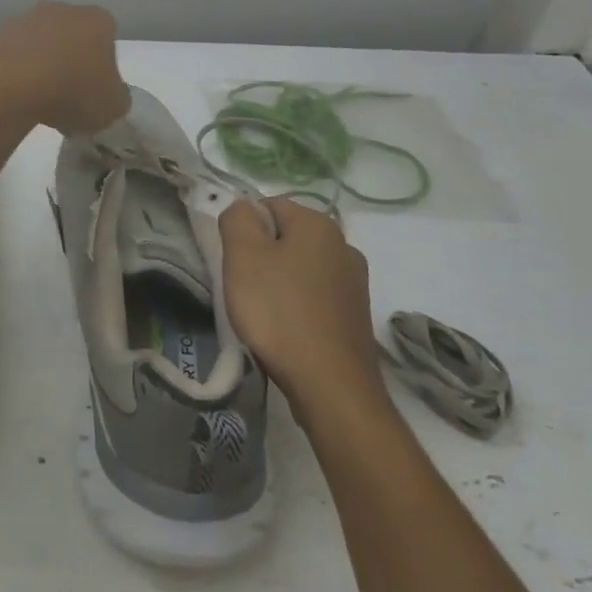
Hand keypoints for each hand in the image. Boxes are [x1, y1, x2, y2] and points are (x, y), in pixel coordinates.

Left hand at [0, 1, 129, 135]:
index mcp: (98, 20)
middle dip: (72, 64)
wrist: (9, 83)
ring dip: (44, 67)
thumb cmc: (73, 90)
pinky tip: (18, 97)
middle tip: (70, 98)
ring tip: (41, 102)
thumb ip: (117, 98)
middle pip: (74, 38)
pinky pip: (17, 57)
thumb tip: (110, 96)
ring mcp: (27, 19)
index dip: (104, 68)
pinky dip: (19, 74)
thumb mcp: (112, 107)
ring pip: (43, 45)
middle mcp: (63, 10)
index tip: (95, 93)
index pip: (108, 39)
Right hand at [222, 198, 389, 416]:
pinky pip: (317, 297)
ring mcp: (355, 282)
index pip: (268, 205)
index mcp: (318, 223)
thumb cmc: (279, 312)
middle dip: (262, 257)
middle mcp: (344, 245)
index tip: (235, 262)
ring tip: (265, 315)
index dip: (244, 231)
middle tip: (245, 288)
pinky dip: (298, 307)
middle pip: (287, 237)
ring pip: (301, 268)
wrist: (331, 386)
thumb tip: (243, 208)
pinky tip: (288, 332)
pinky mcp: (357, 315)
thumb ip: (237, 218)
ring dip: (280, 283)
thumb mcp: (243, 256)